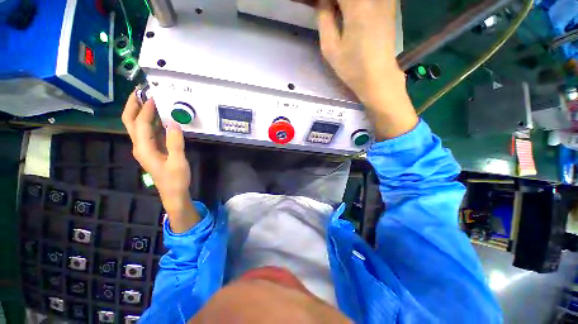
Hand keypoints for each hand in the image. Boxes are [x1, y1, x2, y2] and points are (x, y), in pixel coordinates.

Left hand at [122, 93, 199, 232]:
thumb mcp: (178, 161)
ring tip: (150, 100)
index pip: (140, 123)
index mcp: (144, 148)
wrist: (173, 192)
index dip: (146, 109)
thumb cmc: (175, 179)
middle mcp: (140, 146)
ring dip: (141, 112)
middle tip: (140, 92)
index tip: (153, 96)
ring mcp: (145, 148)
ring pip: (138, 126)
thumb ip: (175, 142)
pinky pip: (148, 132)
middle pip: (130, 122)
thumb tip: (173, 122)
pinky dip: (151, 122)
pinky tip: (161, 118)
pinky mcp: (153, 150)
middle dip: (133, 106)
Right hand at [314, 0, 418, 139]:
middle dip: (336, 3)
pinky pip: (370, 0)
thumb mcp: (330, 48)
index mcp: (356, 5)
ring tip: (339, 17)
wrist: (378, 77)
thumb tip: (322, 1)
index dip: (326, 2)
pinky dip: (357, 6)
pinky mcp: (390, 5)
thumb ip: (323, 18)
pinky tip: (351, 15)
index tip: (321, 9)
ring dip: (345, 5)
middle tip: (328, 14)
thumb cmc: (352, 67)